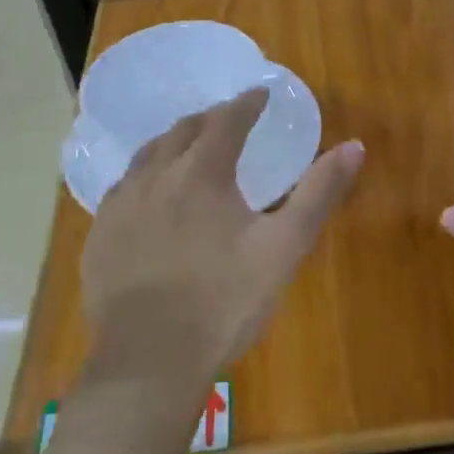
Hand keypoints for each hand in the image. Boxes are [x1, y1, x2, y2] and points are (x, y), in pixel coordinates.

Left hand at [80, 90, 362, 405]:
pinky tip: (150, 198)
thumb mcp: (285, 247)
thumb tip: (354, 147)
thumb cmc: (225, 300)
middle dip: (209, 119)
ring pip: (146, 157)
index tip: (260, 94)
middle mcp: (155, 178)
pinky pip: (122, 190)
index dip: (247, 103)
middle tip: (228, 120)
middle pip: (182, 131)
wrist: (151, 360)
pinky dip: (145, 178)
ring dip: (172, 144)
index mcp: (202, 174)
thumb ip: (319, 193)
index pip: (227, 121)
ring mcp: (121, 207)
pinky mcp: (99, 238)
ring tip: (187, 149)